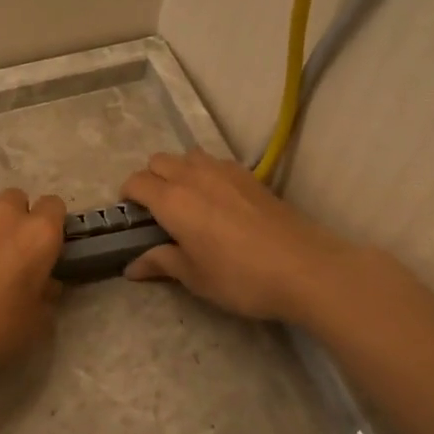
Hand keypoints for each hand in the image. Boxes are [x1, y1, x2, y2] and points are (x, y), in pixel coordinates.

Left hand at [0, 188, 65, 376]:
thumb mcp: (36, 322)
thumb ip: (47, 294)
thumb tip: (46, 283)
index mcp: (39, 234)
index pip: (55, 206)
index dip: (51, 224)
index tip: (44, 248)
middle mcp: (7, 214)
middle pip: (18, 199)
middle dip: (18, 218)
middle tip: (12, 251)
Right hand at [120, 149, 357, 321]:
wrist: (305, 268)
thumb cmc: (241, 278)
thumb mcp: (195, 277)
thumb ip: (161, 263)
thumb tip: (132, 267)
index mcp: (173, 201)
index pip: (136, 182)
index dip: (127, 197)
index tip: (132, 218)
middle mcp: (194, 176)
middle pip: (159, 161)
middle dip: (150, 180)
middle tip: (158, 212)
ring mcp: (225, 171)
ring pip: (188, 156)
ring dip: (179, 171)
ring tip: (188, 203)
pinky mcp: (250, 176)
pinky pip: (215, 162)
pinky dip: (206, 173)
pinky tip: (219, 202)